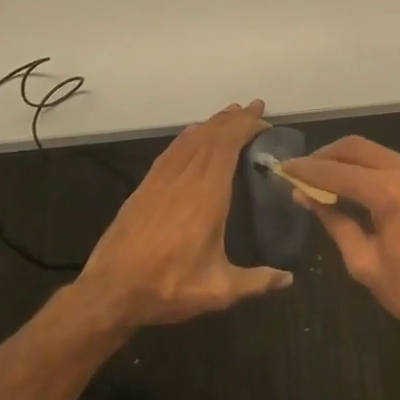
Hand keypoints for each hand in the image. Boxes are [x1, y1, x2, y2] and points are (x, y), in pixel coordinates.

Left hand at [77, 100, 292, 328]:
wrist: (110, 292)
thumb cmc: (168, 288)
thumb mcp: (218, 291)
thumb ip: (257, 282)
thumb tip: (289, 278)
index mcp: (206, 198)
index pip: (227, 147)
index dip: (244, 127)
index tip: (263, 119)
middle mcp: (184, 180)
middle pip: (210, 137)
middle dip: (233, 119)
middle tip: (254, 108)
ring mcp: (160, 181)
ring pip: (189, 140)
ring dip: (211, 123)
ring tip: (230, 116)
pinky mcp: (144, 187)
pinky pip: (171, 151)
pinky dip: (188, 137)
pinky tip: (194, 136)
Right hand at [280, 136, 399, 359]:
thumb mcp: (365, 264)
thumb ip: (336, 223)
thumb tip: (309, 197)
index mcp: (391, 192)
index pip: (337, 171)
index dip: (306, 170)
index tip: (285, 168)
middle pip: (363, 149)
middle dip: (331, 156)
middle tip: (309, 169)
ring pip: (394, 159)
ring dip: (366, 169)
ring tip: (347, 187)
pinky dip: (399, 182)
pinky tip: (392, 203)